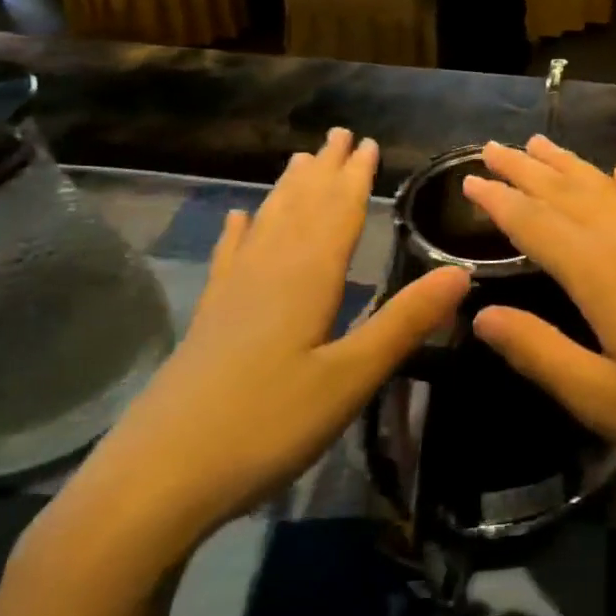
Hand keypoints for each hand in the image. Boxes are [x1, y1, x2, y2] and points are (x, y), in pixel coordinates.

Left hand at [41, 129, 468, 578]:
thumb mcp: (349, 379)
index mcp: (306, 279)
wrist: (155, 481)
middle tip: (339, 133)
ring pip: (267, 224)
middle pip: (302, 208)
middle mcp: (268, 272)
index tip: (368, 142)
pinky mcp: (209, 320)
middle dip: (324, 170)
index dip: (355, 177)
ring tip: (299, 160)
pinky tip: (235, 218)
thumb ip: (404, 323)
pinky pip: (229, 258)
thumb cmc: (266, 427)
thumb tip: (461, 272)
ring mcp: (232, 295)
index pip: (338, 213)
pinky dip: (236, 233)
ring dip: (288, 190)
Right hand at [462, 136, 615, 510]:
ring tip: (541, 143)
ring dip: (571, 166)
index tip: (468, 180)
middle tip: (492, 148)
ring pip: (609, 191)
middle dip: (528, 170)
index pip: (538, 225)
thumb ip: (538, 351)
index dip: (500, 202)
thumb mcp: (600, 399)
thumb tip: (480, 315)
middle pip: (570, 195)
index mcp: (603, 275)